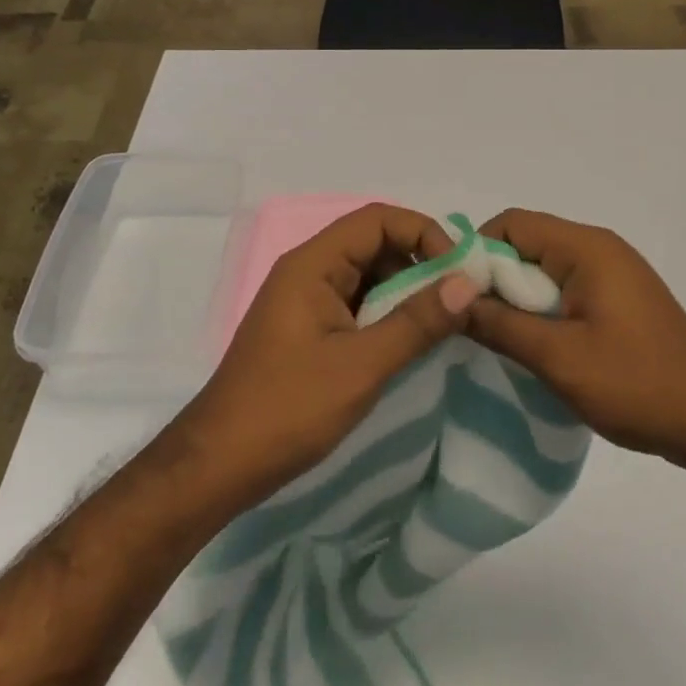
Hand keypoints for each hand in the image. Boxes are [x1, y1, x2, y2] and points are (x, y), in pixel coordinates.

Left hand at [177, 203, 479, 507]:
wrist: (219, 465)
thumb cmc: (288, 408)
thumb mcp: (361, 366)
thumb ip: (416, 322)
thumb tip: (466, 283)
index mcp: (313, 264)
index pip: (377, 220)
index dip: (422, 233)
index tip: (456, 272)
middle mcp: (308, 271)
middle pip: (374, 243)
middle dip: (419, 264)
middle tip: (456, 301)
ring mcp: (306, 300)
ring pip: (368, 276)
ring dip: (405, 292)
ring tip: (439, 325)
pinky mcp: (308, 329)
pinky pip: (356, 304)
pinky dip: (386, 314)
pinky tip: (408, 343)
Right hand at [466, 209, 685, 467]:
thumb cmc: (636, 383)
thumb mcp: (558, 357)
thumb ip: (500, 325)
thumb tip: (451, 299)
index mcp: (586, 248)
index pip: (512, 223)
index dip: (477, 252)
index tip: (455, 294)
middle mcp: (599, 248)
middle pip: (528, 243)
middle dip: (495, 278)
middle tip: (471, 321)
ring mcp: (613, 272)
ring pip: (545, 268)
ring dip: (518, 297)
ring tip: (498, 336)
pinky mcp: (620, 298)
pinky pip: (566, 287)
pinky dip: (543, 308)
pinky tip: (534, 344)